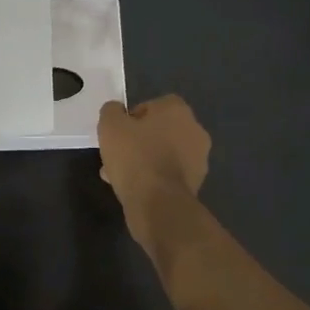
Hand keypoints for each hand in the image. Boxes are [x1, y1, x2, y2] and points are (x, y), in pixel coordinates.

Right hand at [97, 96, 210, 213]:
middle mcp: (194, 130)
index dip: (132, 118)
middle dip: (138, 141)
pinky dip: (154, 178)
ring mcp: (199, 158)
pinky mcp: (196, 183)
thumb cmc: (135, 157)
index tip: (119, 133)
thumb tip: (117, 111)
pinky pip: (169, 174)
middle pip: (159, 131)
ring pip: (163, 154)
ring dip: (145, 161)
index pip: (152, 106)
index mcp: (178, 110)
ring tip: (120, 176)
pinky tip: (134, 189)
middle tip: (118, 155)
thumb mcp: (110, 125)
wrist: (159, 204)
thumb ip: (112, 111)